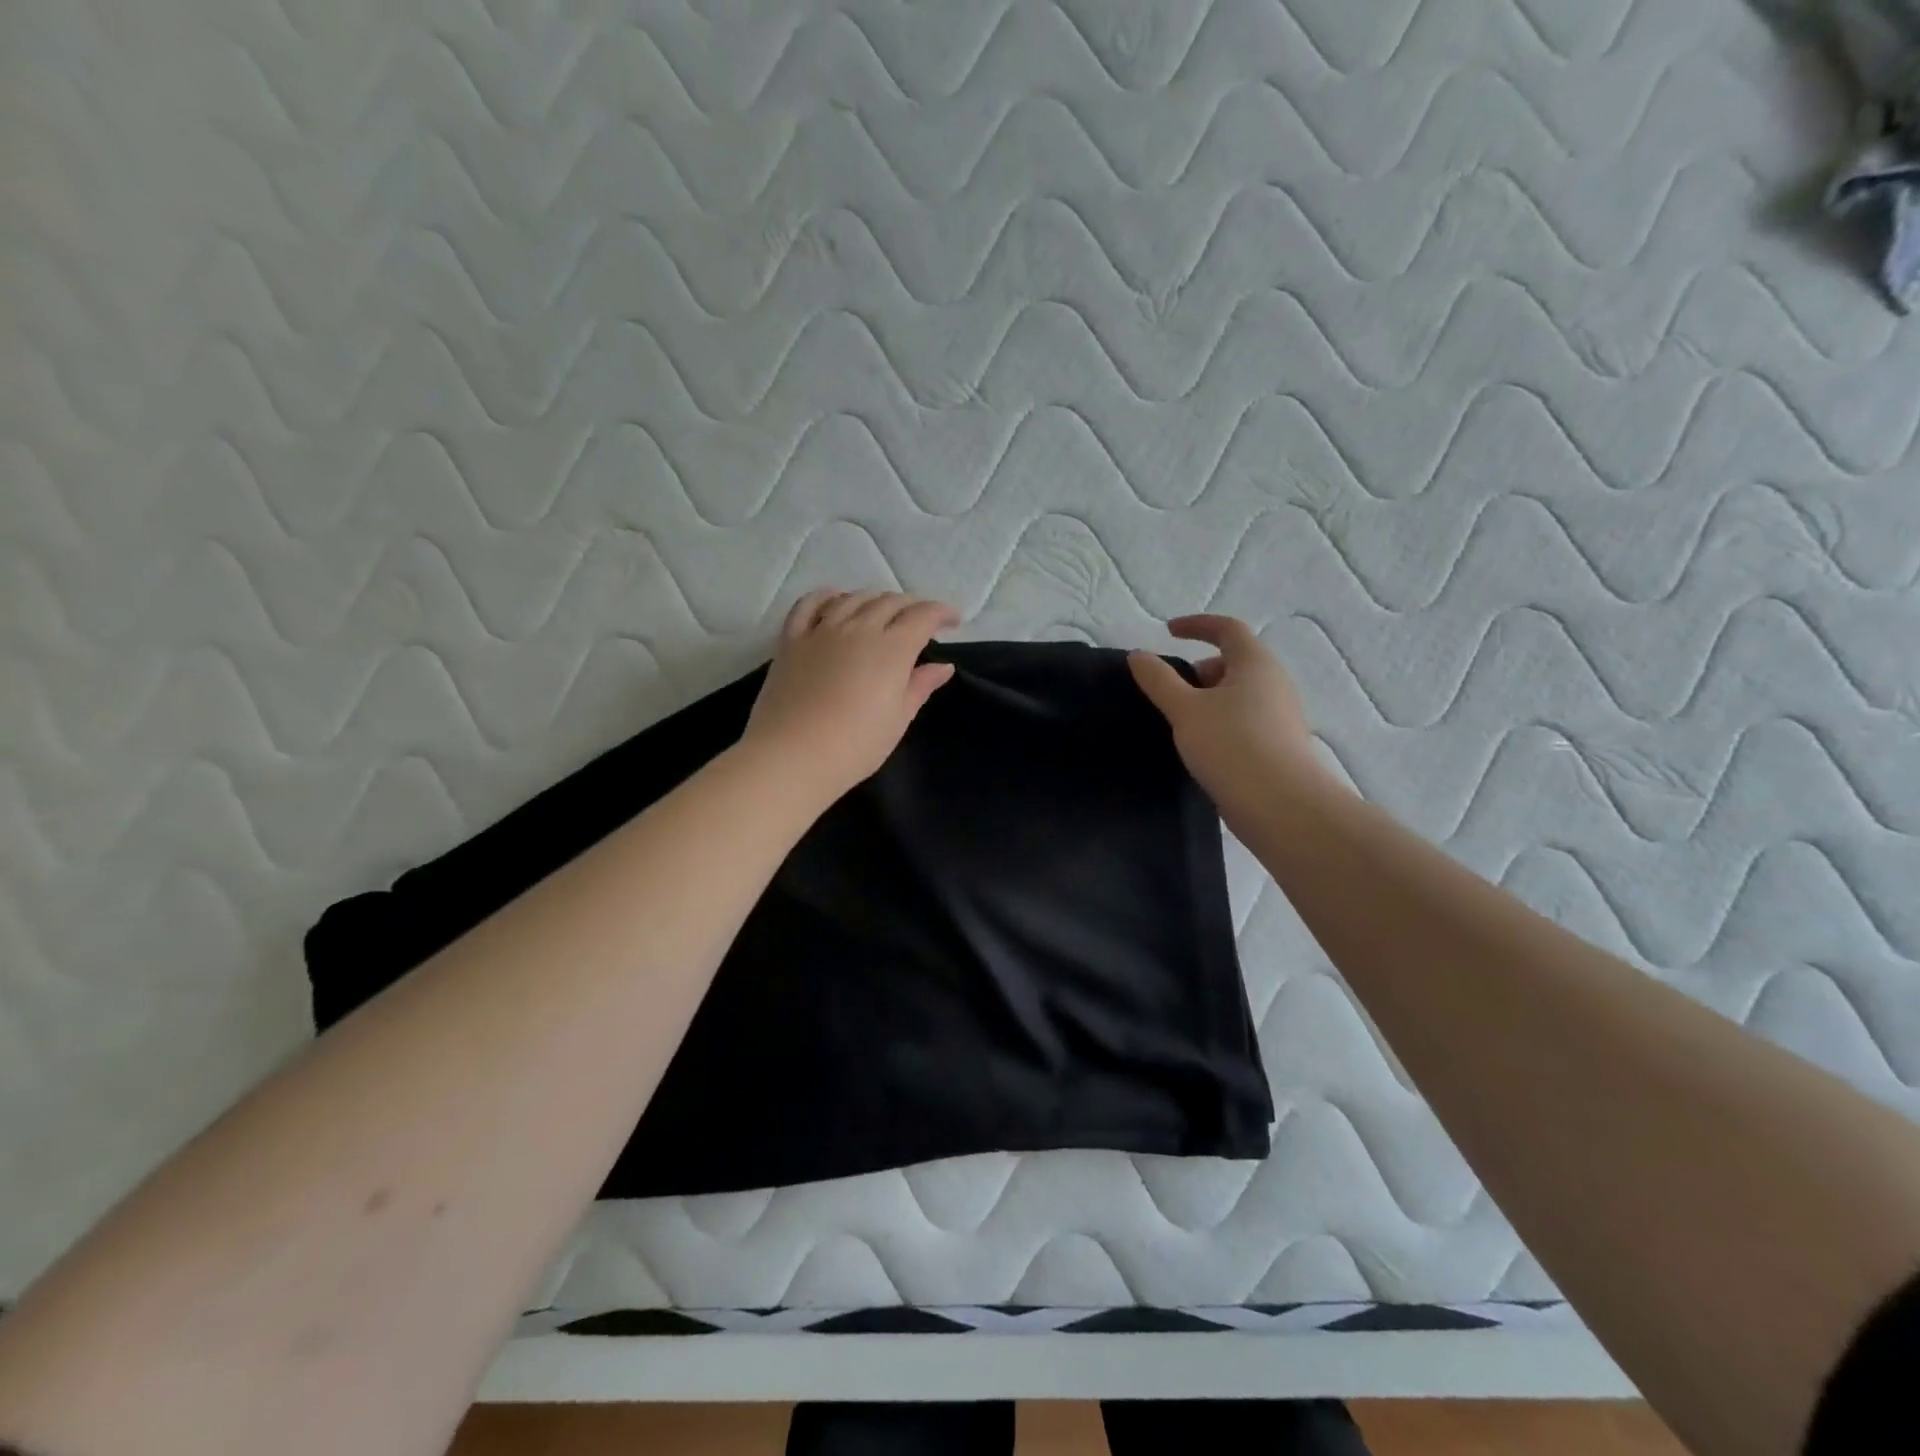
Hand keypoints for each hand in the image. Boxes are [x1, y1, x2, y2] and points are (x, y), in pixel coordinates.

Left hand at [744, 588, 959, 800]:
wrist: (792, 756)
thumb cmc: (855, 746)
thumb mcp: (897, 719)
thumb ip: (920, 686)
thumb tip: (943, 666)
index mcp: (891, 649)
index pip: (923, 616)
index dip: (942, 612)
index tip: (954, 620)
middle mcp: (859, 628)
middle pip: (890, 601)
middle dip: (912, 606)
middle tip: (920, 621)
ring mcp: (822, 630)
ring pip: (854, 598)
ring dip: (875, 599)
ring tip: (883, 612)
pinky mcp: (792, 639)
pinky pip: (810, 604)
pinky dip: (827, 595)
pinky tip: (836, 599)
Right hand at [1128, 615, 1332, 819]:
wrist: (1281, 806)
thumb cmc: (1232, 746)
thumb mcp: (1185, 710)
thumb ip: (1159, 680)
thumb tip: (1138, 655)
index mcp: (1255, 664)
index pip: (1228, 629)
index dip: (1197, 625)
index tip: (1168, 631)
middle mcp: (1274, 683)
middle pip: (1232, 663)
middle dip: (1198, 671)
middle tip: (1169, 692)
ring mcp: (1279, 716)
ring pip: (1237, 695)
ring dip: (1207, 701)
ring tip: (1180, 725)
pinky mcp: (1277, 746)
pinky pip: (1242, 721)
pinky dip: (1218, 724)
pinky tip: (1201, 749)